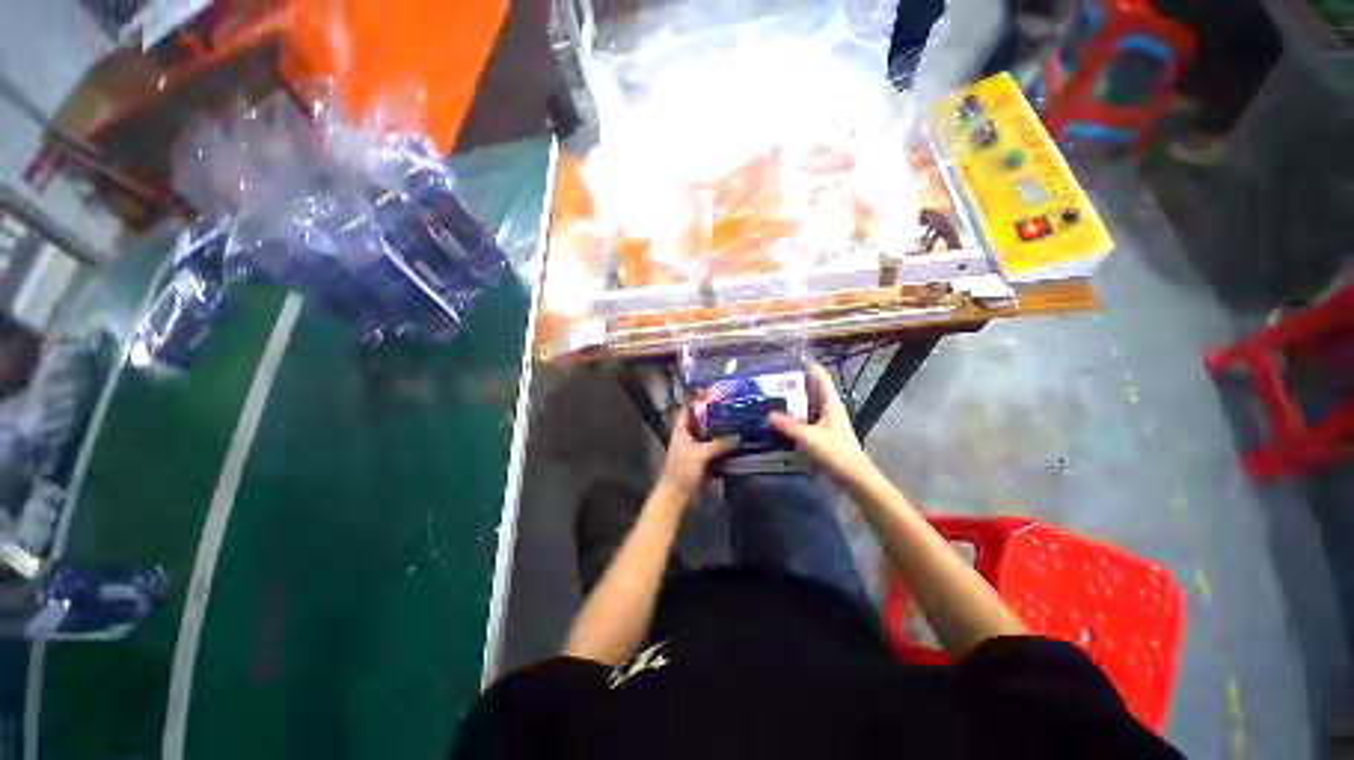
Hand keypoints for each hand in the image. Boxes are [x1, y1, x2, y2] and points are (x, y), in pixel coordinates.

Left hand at [658, 407, 734, 498]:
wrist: (678, 494)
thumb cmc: (682, 470)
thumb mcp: (699, 454)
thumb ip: (718, 444)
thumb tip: (738, 436)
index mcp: (682, 430)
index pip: (688, 408)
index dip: (696, 398)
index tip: (712, 390)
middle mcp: (689, 435)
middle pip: (702, 420)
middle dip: (715, 412)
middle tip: (732, 404)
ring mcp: (697, 447)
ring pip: (710, 433)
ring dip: (722, 428)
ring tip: (738, 418)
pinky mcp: (705, 458)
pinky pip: (716, 447)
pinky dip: (725, 444)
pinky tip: (738, 439)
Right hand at [770, 363, 877, 485]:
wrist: (853, 477)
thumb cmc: (836, 452)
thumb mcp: (810, 437)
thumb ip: (789, 425)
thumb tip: (769, 415)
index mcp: (830, 403)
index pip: (820, 378)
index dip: (809, 367)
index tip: (792, 359)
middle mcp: (828, 409)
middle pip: (811, 391)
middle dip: (794, 384)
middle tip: (772, 380)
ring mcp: (824, 422)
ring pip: (806, 406)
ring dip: (792, 402)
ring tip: (771, 397)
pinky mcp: (820, 435)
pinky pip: (804, 421)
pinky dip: (792, 418)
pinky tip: (778, 420)